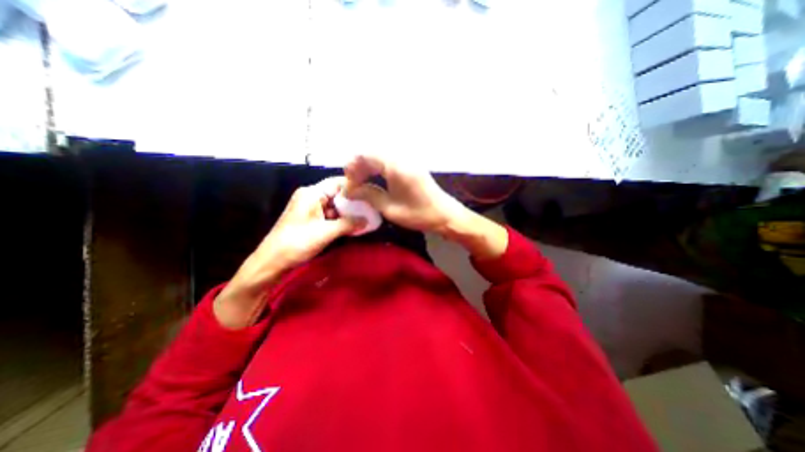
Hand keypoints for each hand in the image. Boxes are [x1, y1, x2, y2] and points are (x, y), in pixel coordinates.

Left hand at [216, 177, 362, 327]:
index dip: (355, 187)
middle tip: (371, 208)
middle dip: (354, 202)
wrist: (272, 262)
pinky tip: (352, 226)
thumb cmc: (297, 243)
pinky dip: (340, 219)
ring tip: (365, 218)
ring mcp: (310, 208)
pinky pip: (330, 214)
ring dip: (348, 212)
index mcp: (311, 193)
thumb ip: (349, 224)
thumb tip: (368, 220)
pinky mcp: (310, 218)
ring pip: (335, 205)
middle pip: (337, 194)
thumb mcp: (326, 233)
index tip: (372, 194)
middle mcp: (311, 196)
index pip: (338, 183)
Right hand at [341, 153, 466, 233]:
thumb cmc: (418, 214)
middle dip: (358, 167)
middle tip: (353, 186)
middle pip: (371, 152)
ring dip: (367, 168)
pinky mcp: (410, 164)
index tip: (348, 185)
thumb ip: (368, 196)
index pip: (364, 155)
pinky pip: (388, 160)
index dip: (351, 168)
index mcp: (395, 165)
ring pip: (378, 156)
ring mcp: (407, 159)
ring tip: (361, 185)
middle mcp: (400, 156)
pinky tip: (374, 181)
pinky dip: (377, 168)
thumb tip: (349, 191)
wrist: (445, 214)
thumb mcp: (390, 209)